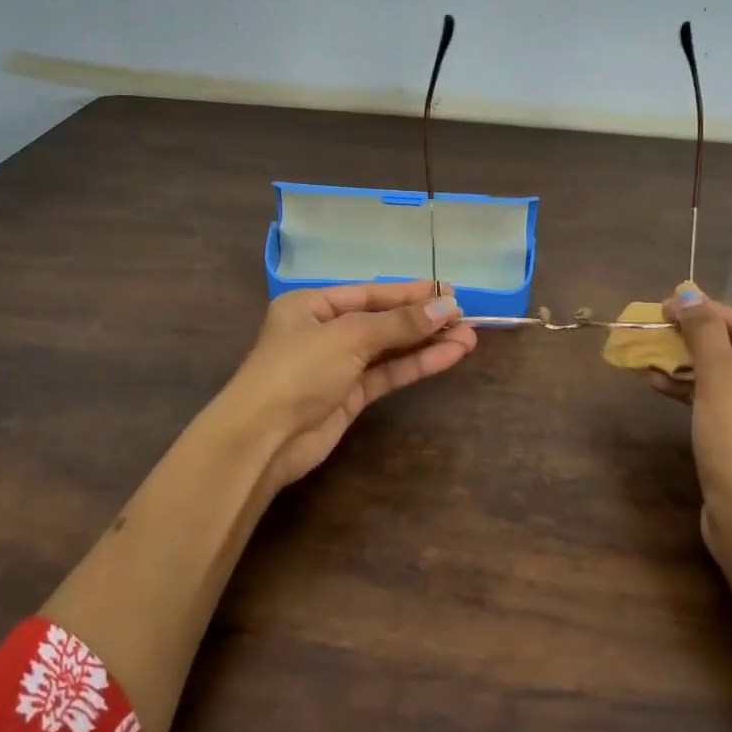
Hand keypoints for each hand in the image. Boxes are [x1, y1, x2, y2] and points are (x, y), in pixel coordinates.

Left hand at [224, 280, 476, 492]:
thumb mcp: (349, 336)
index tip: (448, 292)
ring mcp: (338, 366)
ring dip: (426, 343)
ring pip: (389, 349)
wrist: (263, 438)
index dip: (409, 292)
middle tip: (465, 317)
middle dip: (422, 319)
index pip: (369, 293)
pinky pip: (388, 374)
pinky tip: (448, 356)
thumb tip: (447, 308)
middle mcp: (324, 331)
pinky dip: (416, 365)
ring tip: (468, 337)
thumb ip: (400, 323)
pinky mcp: (349, 397)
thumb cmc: (298, 370)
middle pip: (382, 320)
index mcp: (312, 305)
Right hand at [650, 289, 731, 564]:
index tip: (664, 306)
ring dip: (690, 368)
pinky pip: (729, 406)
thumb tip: (688, 295)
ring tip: (650, 358)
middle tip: (657, 330)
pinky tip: (661, 386)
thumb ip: (705, 334)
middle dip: (695, 342)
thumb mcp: (721, 383)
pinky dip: (697, 395)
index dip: (705, 312)